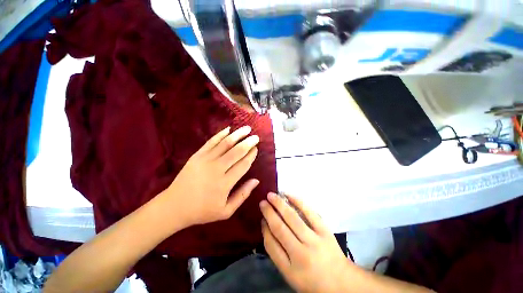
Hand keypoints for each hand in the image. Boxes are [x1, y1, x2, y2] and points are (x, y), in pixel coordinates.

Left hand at [166, 126, 259, 226]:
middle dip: (248, 142)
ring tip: (246, 129)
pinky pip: (211, 142)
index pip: (243, 164)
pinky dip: (220, 134)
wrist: (174, 206)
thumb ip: (243, 195)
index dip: (251, 155)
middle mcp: (216, 169)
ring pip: (225, 144)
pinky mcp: (197, 156)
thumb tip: (256, 181)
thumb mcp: (226, 211)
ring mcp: (205, 160)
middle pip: (236, 152)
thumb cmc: (202, 211)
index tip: (256, 148)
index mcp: (225, 183)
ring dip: (237, 135)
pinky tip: (228, 129)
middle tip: (256, 137)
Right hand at [260, 193, 352, 292]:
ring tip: (271, 195)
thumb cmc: (312, 281)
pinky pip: (309, 212)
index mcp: (290, 270)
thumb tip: (267, 228)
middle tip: (262, 202)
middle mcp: (301, 254)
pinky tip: (289, 195)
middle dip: (269, 212)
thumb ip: (277, 253)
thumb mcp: (290, 275)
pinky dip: (298, 201)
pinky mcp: (325, 231)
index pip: (271, 245)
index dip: (264, 229)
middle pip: (280, 228)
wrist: (341, 282)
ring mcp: (314, 240)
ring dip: (280, 204)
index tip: (261, 219)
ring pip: (292, 218)